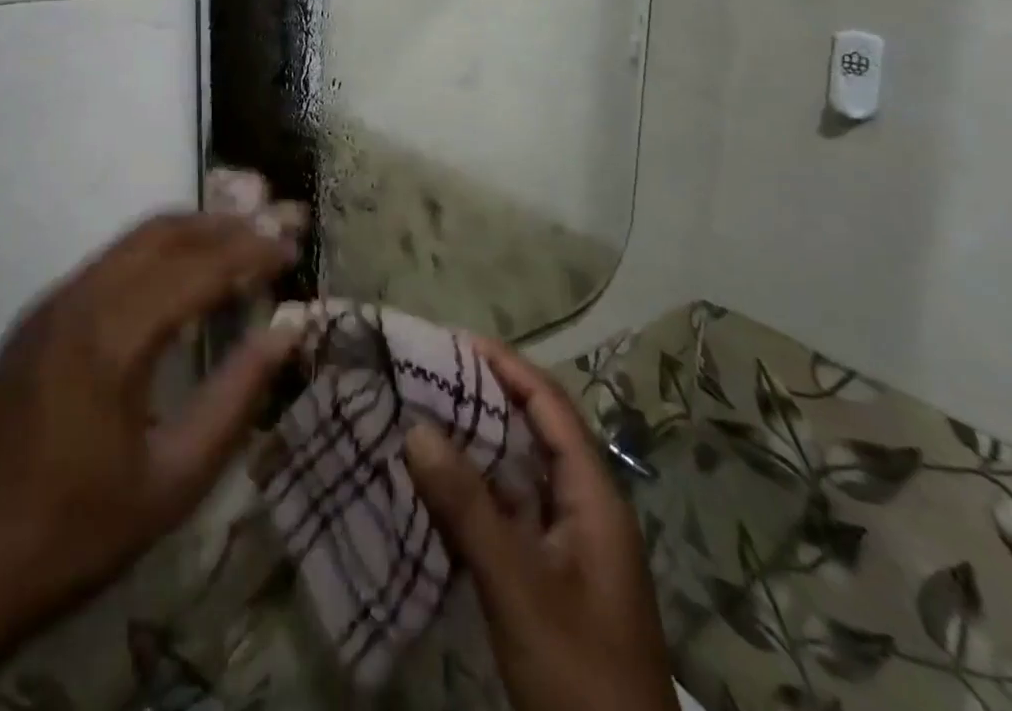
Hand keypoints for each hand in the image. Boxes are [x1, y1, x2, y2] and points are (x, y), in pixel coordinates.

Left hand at [0, 213, 301, 710]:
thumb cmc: (74, 532)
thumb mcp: (174, 481)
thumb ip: (236, 397)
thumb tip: (286, 334)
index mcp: (112, 336)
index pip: (199, 267)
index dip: (252, 251)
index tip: (294, 245)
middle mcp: (80, 298)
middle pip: (166, 232)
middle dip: (226, 223)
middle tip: (275, 226)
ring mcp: (52, 302)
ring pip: (134, 240)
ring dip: (192, 231)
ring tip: (242, 239)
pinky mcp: (37, 316)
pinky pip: (110, 262)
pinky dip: (158, 252)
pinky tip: (183, 276)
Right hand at [404, 337, 679, 710]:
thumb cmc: (578, 672)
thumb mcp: (518, 586)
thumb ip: (468, 507)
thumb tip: (416, 427)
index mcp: (595, 498)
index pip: (551, 407)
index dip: (508, 367)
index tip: (457, 339)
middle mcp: (587, 510)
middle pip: (538, 432)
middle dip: (488, 396)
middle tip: (431, 372)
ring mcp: (572, 547)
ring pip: (522, 473)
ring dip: (479, 441)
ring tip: (426, 413)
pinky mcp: (553, 579)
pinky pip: (511, 511)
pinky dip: (477, 489)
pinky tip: (440, 485)